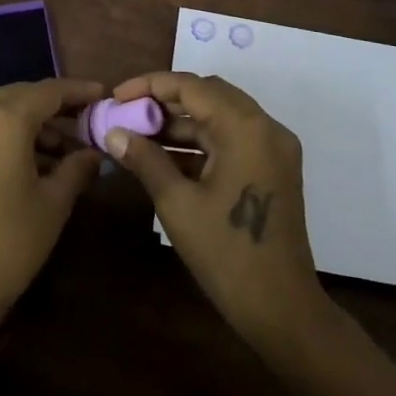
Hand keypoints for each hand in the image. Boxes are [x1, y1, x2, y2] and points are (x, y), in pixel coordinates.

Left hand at [0, 79, 103, 355]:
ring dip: (34, 124)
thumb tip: (94, 152)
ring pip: (2, 112)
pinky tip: (35, 161)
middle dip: (56, 107)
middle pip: (23, 96)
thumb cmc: (6, 245)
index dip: (79, 91)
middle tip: (88, 121)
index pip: (49, 91)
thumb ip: (76, 168)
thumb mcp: (52, 205)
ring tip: (68, 150)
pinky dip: (10, 136)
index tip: (104, 95)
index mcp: (3, 119)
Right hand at [104, 72, 327, 354]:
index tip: (116, 97)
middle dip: (165, 101)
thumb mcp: (177, 204)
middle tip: (128, 113)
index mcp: (245, 127)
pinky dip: (201, 143)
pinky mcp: (274, 169)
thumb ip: (145, 159)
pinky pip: (232, 140)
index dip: (150, 85)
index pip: (191, 86)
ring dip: (181, 124)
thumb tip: (113, 133)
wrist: (282, 310)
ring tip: (139, 136)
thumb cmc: (226, 253)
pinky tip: (165, 158)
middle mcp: (265, 127)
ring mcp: (273, 149)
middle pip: (208, 95)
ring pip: (220, 117)